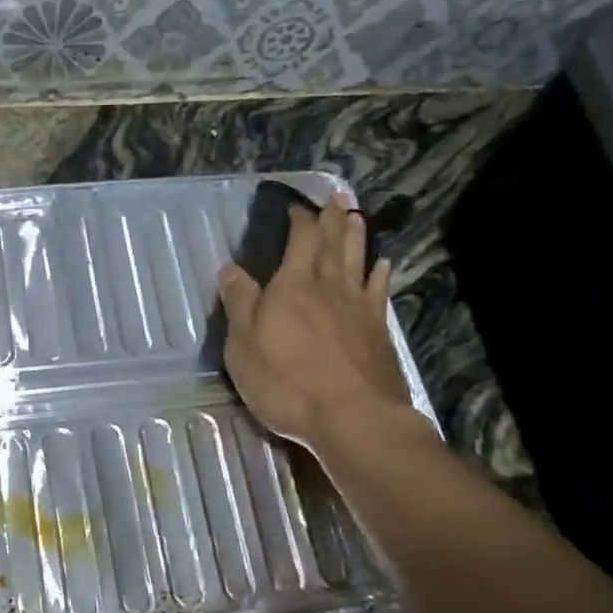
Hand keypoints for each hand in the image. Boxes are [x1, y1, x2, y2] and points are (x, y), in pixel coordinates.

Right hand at [216, 196, 409, 448]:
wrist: (352, 416)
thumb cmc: (286, 383)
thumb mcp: (244, 346)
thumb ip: (240, 304)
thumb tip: (230, 268)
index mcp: (292, 286)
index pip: (300, 239)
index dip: (299, 219)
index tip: (297, 206)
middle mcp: (328, 286)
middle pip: (333, 243)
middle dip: (332, 217)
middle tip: (336, 196)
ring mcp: (358, 307)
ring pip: (358, 260)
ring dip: (356, 236)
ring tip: (356, 216)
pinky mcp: (378, 330)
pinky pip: (379, 291)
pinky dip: (380, 273)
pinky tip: (383, 264)